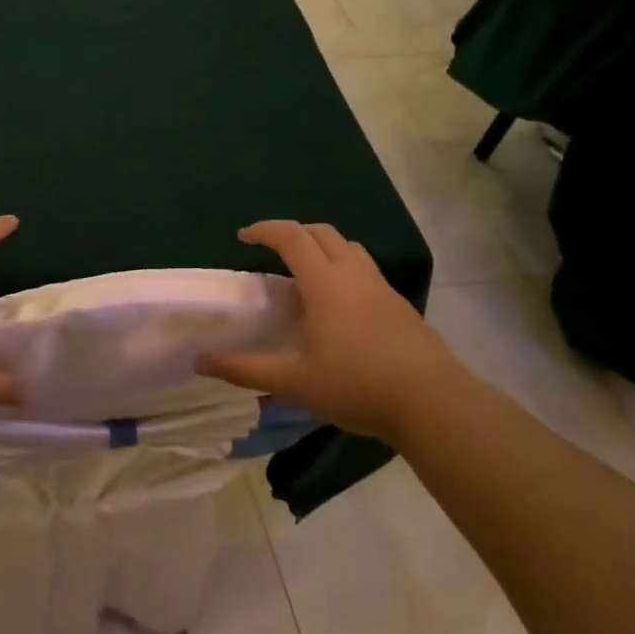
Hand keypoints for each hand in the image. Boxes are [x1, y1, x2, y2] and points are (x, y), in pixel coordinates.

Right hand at [196, 220, 467, 446]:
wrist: (434, 403)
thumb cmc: (358, 386)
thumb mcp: (294, 382)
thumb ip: (245, 370)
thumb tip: (200, 362)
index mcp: (325, 284)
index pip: (291, 237)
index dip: (265, 230)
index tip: (244, 236)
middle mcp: (354, 275)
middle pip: (322, 233)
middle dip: (293, 232)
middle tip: (271, 250)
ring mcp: (382, 288)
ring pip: (349, 248)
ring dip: (322, 247)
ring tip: (305, 272)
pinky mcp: (400, 305)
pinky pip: (366, 270)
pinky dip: (344, 268)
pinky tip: (339, 304)